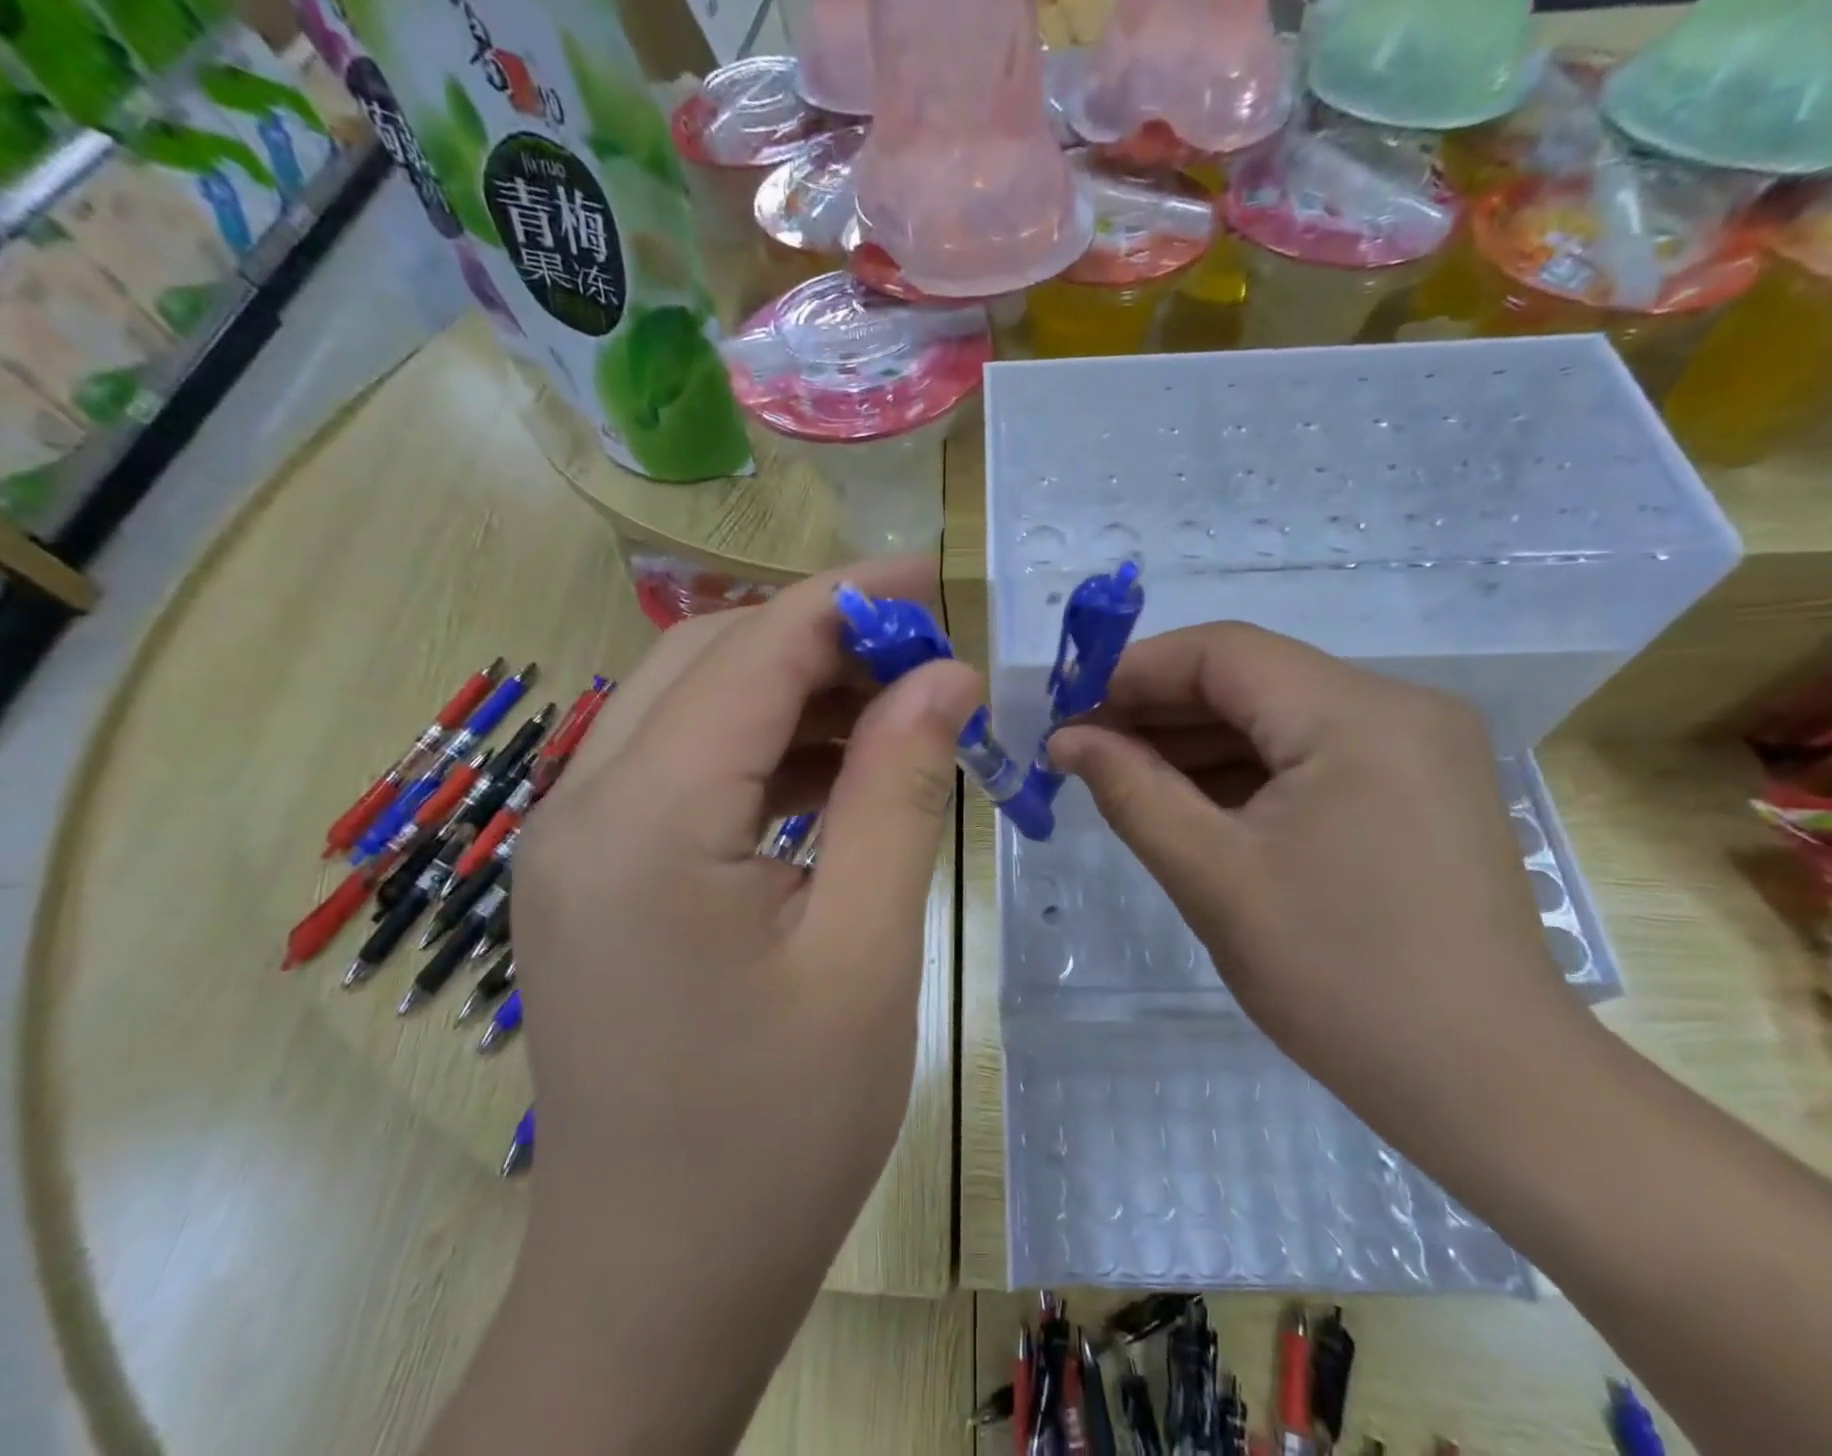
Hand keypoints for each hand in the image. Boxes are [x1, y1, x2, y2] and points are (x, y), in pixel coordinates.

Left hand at [511, 556, 976, 1337]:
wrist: (658, 1283)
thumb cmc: (778, 1133)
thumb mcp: (867, 949)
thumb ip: (899, 789)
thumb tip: (945, 678)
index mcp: (647, 822)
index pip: (755, 652)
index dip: (850, 599)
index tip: (934, 578)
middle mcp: (582, 809)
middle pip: (708, 661)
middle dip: (821, 635)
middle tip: (924, 652)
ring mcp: (572, 844)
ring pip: (690, 708)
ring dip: (792, 690)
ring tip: (893, 709)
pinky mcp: (591, 878)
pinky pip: (679, 769)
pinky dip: (760, 750)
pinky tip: (833, 774)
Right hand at [1048, 622, 1596, 1150]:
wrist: (1487, 1087)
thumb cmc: (1339, 978)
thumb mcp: (1212, 876)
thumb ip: (1130, 790)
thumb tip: (1066, 740)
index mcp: (1357, 714)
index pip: (1223, 652)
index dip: (1134, 672)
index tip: (1068, 711)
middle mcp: (1398, 708)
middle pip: (1252, 679)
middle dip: (1159, 709)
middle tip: (1084, 750)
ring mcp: (1417, 749)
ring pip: (1279, 718)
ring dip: (1198, 743)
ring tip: (1123, 778)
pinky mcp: (1418, 790)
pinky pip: (1311, 756)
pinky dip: (1245, 773)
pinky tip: (1190, 803)